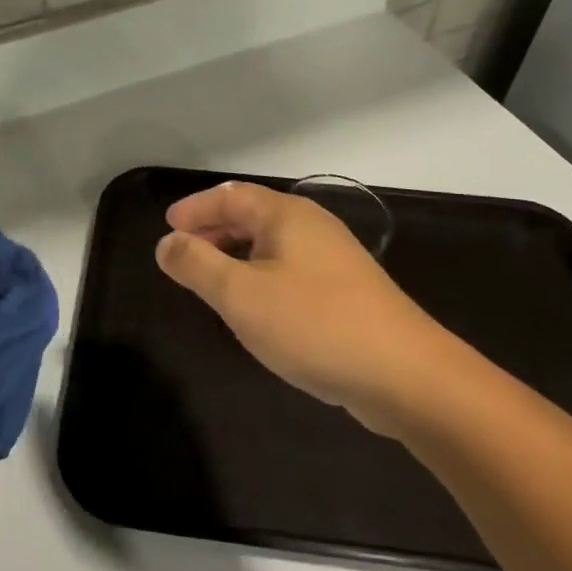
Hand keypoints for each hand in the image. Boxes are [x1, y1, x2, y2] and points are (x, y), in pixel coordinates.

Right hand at [155, 181, 448, 434]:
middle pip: (252, 216)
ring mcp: (334, 259)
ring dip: (236, 256)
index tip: (167, 228)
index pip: (230, 196)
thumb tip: (167, 243)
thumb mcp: (240, 295)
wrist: (405, 374)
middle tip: (183, 255)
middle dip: (213, 231)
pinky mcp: (346, 291)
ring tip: (211, 282)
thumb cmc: (313, 324)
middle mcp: (312, 226)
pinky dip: (261, 276)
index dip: (195, 209)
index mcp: (286, 215)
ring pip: (272, 245)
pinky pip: (290, 269)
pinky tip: (256, 308)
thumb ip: (197, 264)